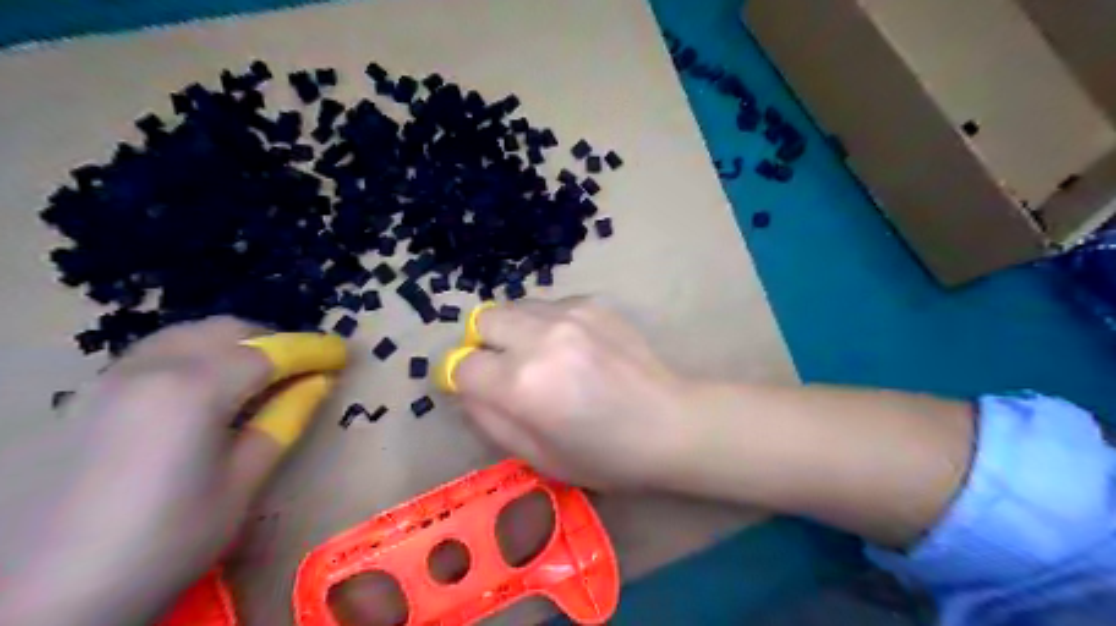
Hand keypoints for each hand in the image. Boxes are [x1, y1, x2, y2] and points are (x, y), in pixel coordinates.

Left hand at [0, 318, 343, 625]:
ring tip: (261, 376)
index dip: (313, 351)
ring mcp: (113, 378)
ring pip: (189, 334)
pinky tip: (207, 388)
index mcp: (195, 389)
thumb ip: (284, 421)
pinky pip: (157, 352)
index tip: (343, 354)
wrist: (49, 597)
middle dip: (274, 341)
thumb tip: (319, 382)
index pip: (271, 353)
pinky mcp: (91, 396)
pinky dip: (196, 354)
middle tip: (305, 369)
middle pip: (228, 330)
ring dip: (235, 344)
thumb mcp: (242, 483)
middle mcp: (152, 368)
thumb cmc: (167, 540)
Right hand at [448, 296, 683, 488]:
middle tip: (504, 368)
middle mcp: (540, 338)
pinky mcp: (593, 303)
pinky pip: (548, 305)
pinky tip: (571, 347)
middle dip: (483, 344)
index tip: (472, 387)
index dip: (459, 378)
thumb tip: (465, 387)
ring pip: (514, 307)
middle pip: (482, 319)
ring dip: (514, 330)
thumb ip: (489, 419)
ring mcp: (570, 314)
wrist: (671, 423)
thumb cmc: (606, 455)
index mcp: (522, 384)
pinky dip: (545, 323)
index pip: (462, 365)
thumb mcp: (538, 456)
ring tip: (539, 356)